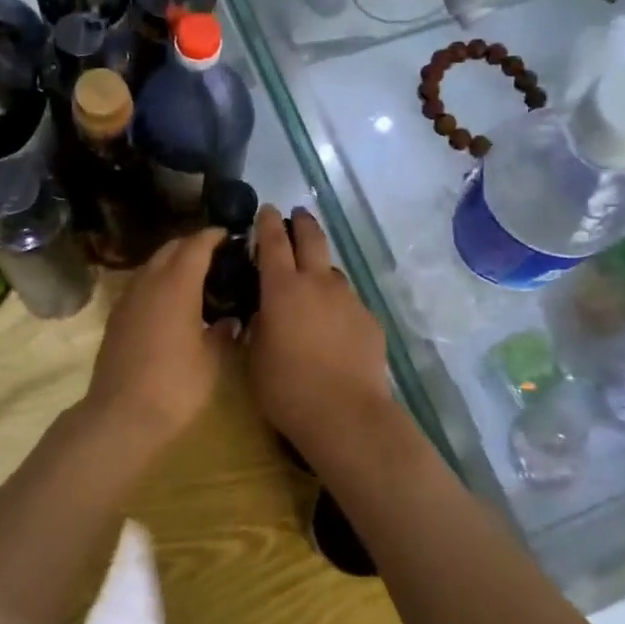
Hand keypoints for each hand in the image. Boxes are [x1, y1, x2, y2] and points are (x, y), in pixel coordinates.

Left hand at [83, 228, 231, 450]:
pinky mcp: (116, 317)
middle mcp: (149, 283)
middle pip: (170, 249)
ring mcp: (127, 299)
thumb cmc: (174, 387)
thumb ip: (222, 334)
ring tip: (196, 276)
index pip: (195, 246)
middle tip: (216, 254)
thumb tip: (230, 321)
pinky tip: (170, 301)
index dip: (213, 236)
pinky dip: (157, 281)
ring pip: (151, 265)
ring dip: (172, 262)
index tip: (229, 235)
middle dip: (192, 245)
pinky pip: (140, 284)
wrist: (120, 415)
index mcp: (176, 286)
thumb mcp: (210, 362)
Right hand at [248, 206, 389, 452]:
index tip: (266, 209)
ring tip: (313, 282)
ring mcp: (348, 300)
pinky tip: (334, 327)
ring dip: (321, 268)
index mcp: (282, 288)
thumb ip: (257, 326)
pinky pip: (348, 302)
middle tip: (297, 215)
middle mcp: (318, 284)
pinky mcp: (369, 320)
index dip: (268, 222)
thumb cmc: (287, 388)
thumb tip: (263, 312)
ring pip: (333, 271)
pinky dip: (337, 305)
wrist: (345, 413)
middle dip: (303, 222)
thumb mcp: (254, 356)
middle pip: (312, 239)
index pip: (273, 241)